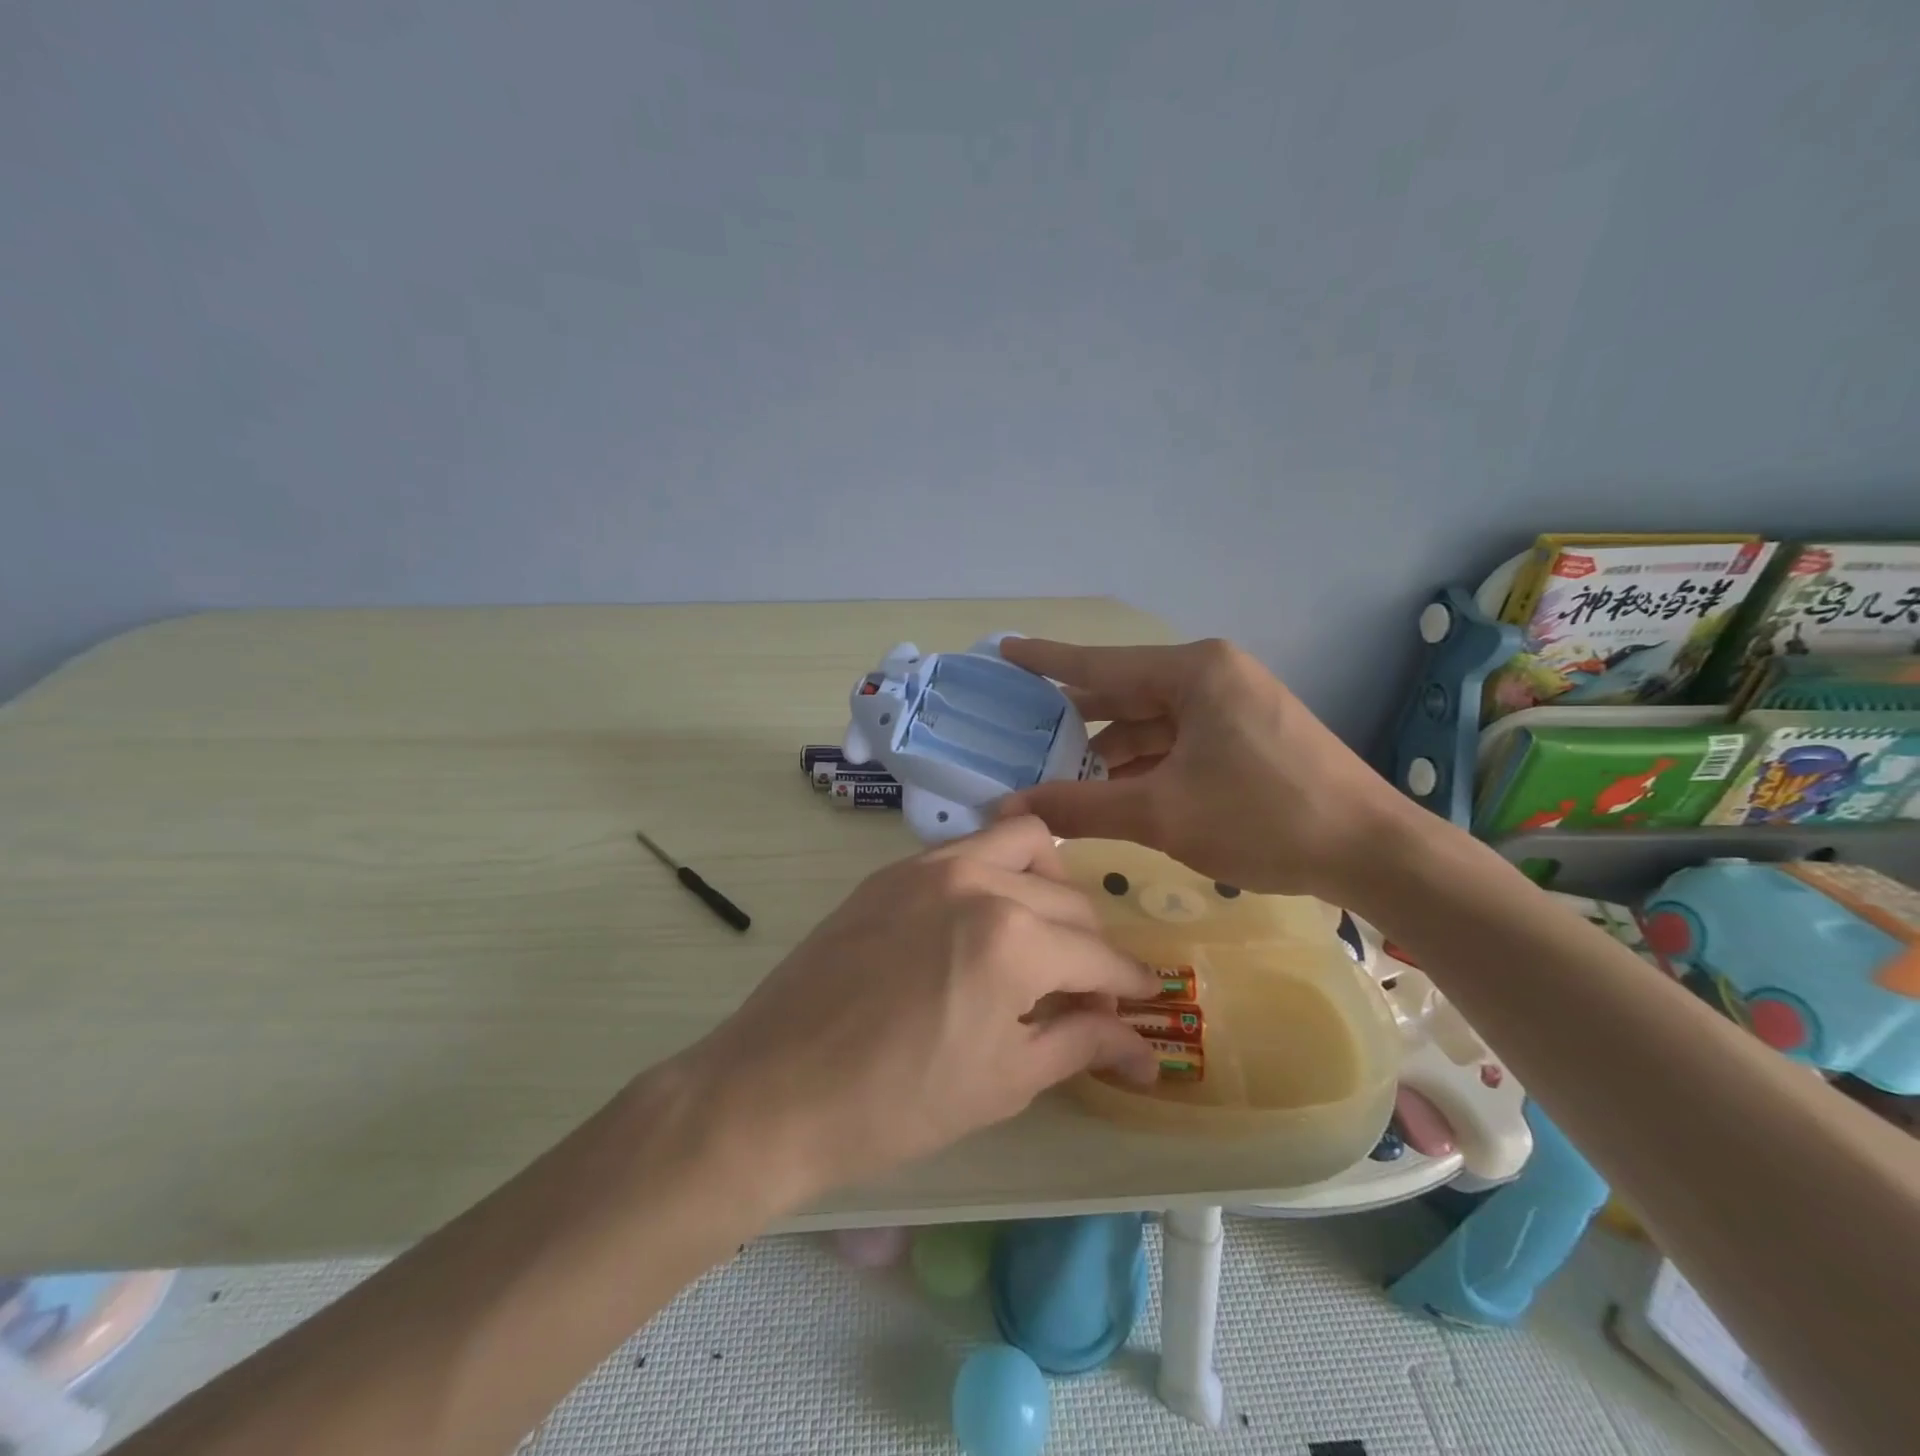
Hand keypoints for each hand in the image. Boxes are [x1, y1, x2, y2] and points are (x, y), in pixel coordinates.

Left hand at [677, 816, 1159, 1209]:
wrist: (774, 1090)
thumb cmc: (896, 1104)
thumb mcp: (1003, 1081)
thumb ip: (1080, 1045)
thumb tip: (1146, 1049)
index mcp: (1013, 939)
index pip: (1100, 955)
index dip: (1130, 984)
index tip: (1145, 1002)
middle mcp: (978, 881)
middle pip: (1070, 899)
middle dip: (1092, 947)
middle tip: (1084, 995)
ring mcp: (929, 866)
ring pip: (1022, 843)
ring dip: (1050, 885)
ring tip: (1042, 936)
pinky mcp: (892, 871)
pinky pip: (967, 849)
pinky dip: (997, 871)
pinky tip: (985, 921)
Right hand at [997, 637, 1407, 901]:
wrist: (1373, 852)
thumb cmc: (1263, 818)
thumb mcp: (1161, 813)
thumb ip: (1080, 806)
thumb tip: (1009, 809)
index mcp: (1194, 671)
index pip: (1100, 663)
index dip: (1046, 660)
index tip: (1004, 649)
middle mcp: (1213, 675)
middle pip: (1125, 692)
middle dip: (1076, 717)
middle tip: (1021, 730)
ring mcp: (1234, 704)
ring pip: (1153, 722)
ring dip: (1111, 750)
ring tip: (1059, 774)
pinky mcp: (1248, 735)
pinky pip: (1179, 740)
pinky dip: (1146, 763)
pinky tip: (1115, 789)